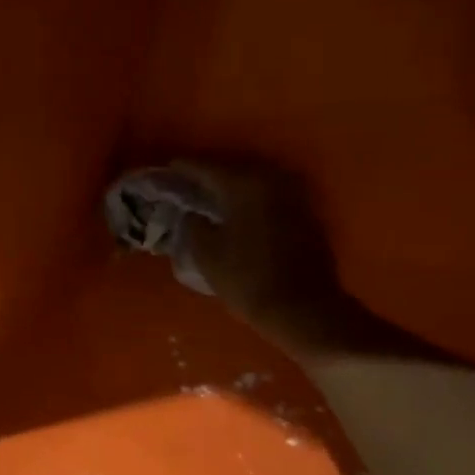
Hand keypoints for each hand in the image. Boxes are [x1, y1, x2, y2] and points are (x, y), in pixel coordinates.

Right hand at [173, 159, 356, 352]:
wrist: (303, 307)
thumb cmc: (248, 280)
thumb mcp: (207, 255)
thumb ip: (193, 225)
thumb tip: (193, 214)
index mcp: (243, 184)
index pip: (205, 167)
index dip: (183, 168)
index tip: (168, 169)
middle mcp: (271, 178)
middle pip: (232, 170)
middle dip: (209, 177)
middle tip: (188, 184)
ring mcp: (293, 194)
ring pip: (254, 182)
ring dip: (233, 189)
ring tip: (212, 199)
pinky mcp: (305, 212)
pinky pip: (270, 197)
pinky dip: (251, 202)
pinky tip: (239, 214)